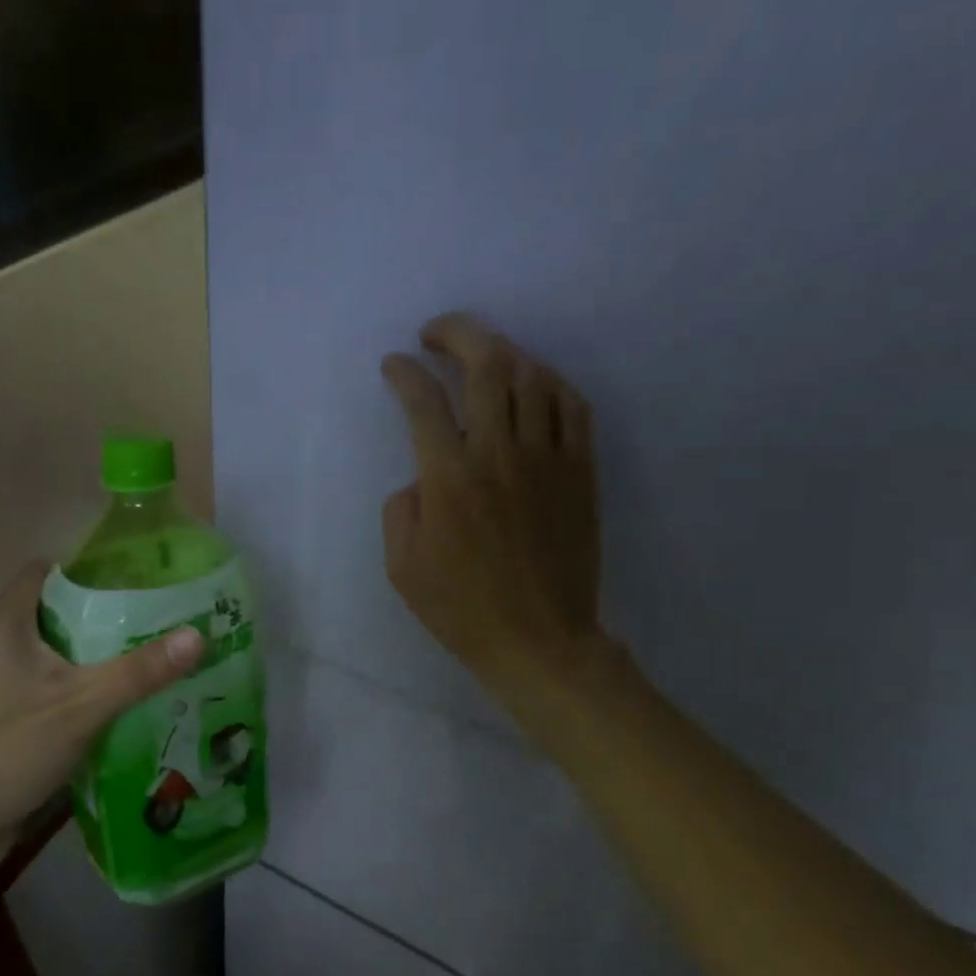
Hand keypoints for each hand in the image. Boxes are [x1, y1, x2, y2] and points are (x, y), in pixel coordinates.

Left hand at [0, 563, 203, 864]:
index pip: (45, 572)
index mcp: (8, 628)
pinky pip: (63, 692)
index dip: (88, 566)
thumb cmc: (10, 750)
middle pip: (61, 614)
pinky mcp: (18, 721)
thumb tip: (198, 634)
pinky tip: (135, 701)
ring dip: (105, 656)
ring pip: (65, 657)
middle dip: (110, 614)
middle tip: (164, 614)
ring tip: (160, 652)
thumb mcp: (81, 705)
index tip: (138, 572)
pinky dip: (94, 691)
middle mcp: (5, 649)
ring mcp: (9, 688)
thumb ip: (139, 672)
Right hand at [382, 312, 602, 703]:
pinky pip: (573, 406)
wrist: (538, 641)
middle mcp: (499, 454)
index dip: (404, 373)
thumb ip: (401, 510)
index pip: (423, 401)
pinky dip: (550, 382)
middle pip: (485, 365)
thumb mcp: (401, 568)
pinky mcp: (581, 472)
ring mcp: (548, 459)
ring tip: (482, 353)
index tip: (393, 365)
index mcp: (449, 479)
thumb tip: (421, 478)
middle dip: (457, 334)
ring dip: (502, 351)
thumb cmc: (461, 610)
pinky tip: (533, 383)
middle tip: (435, 333)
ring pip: (532, 375)